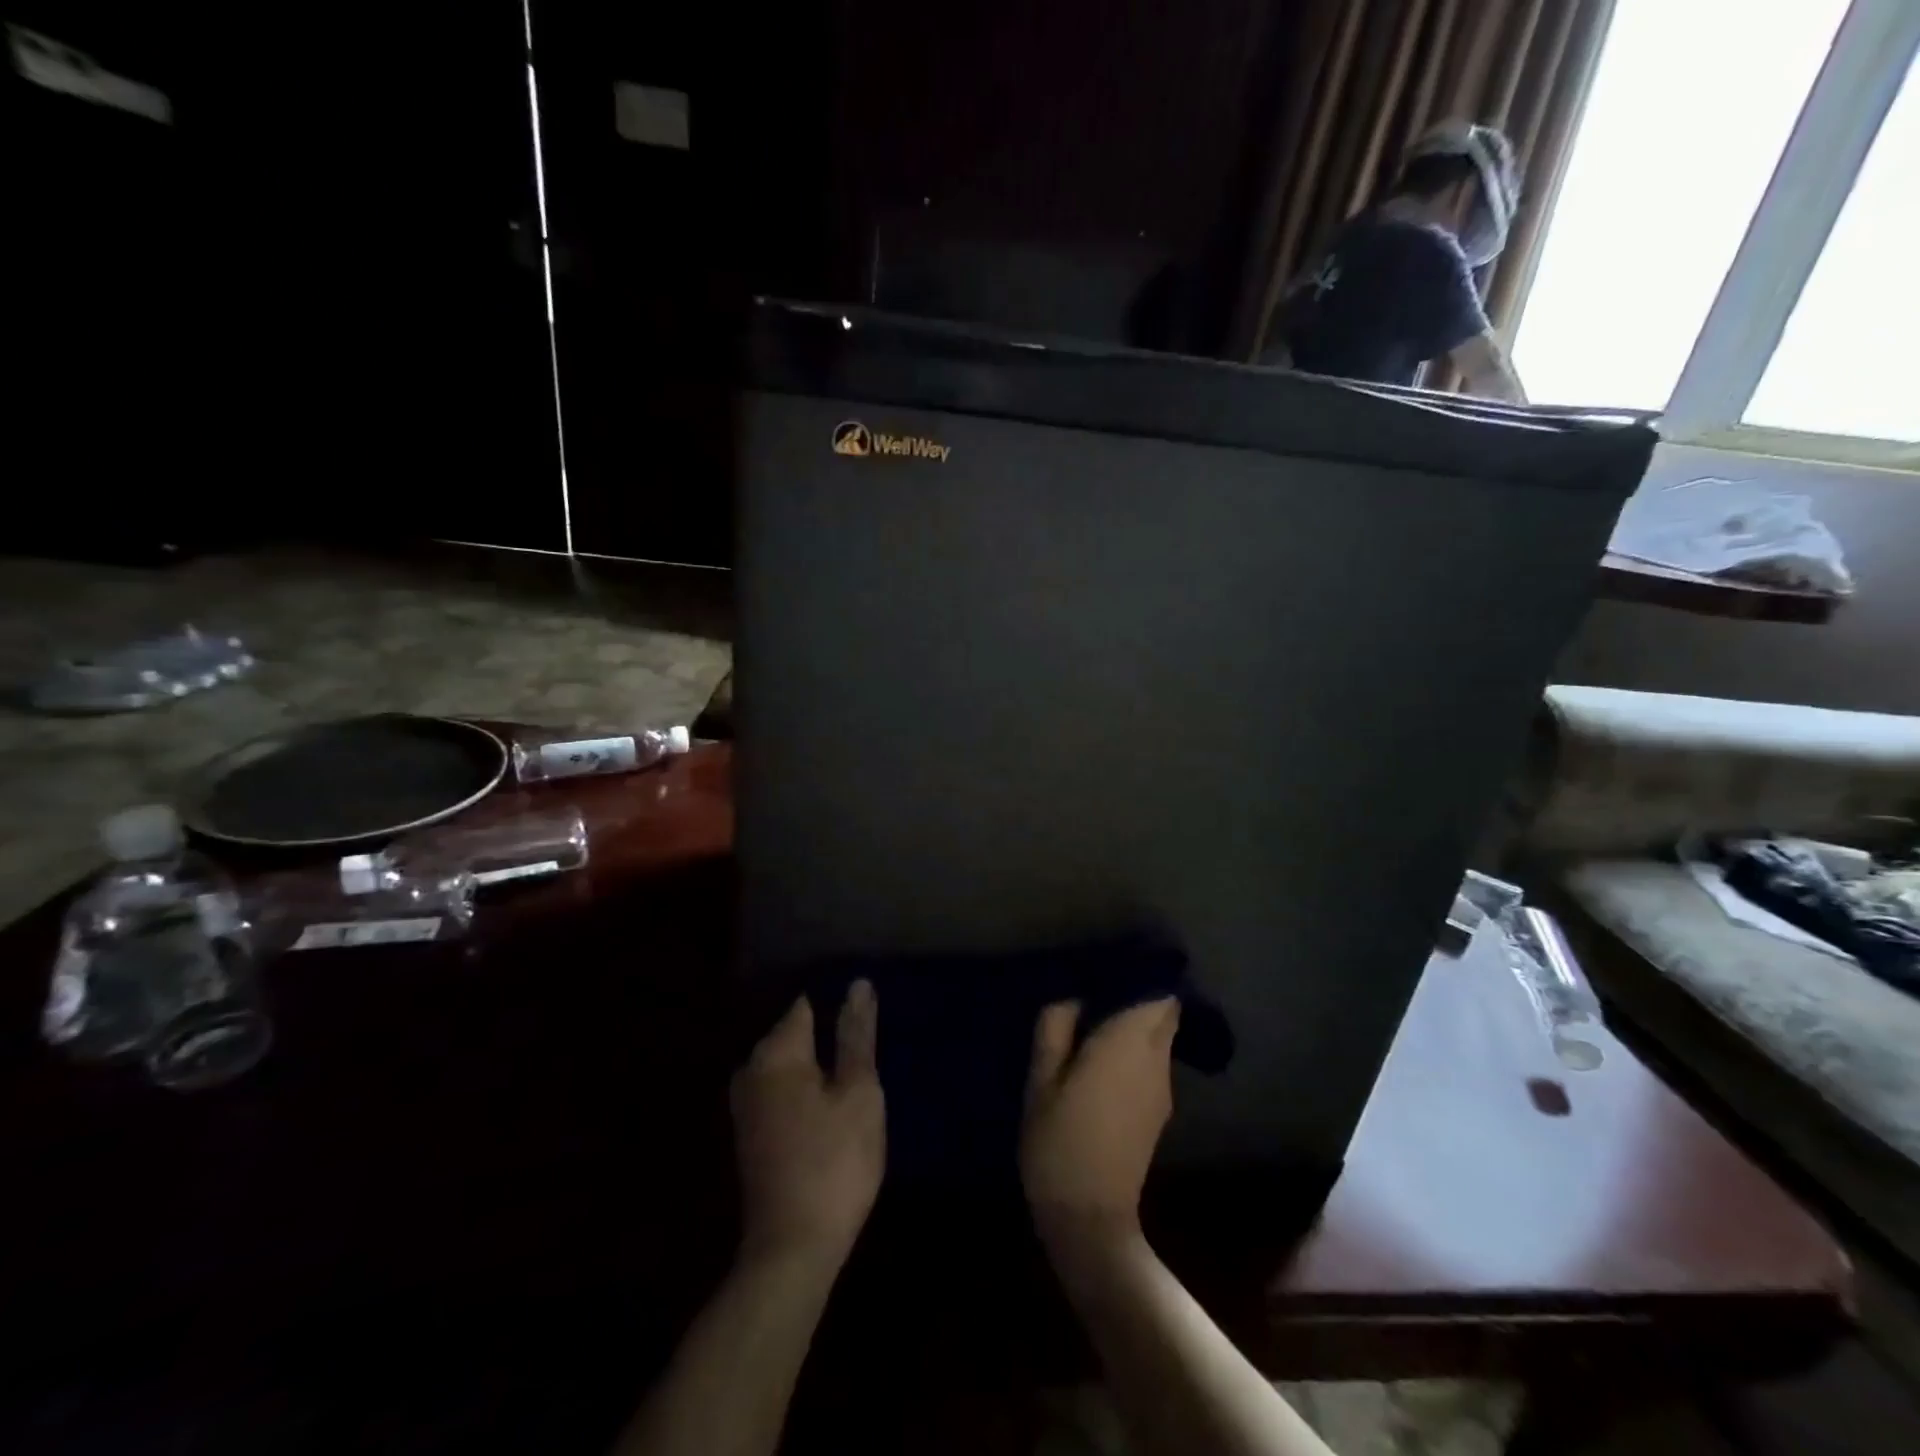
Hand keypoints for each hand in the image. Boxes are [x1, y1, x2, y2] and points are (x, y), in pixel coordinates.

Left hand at [731, 981, 884, 1266]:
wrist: (791, 1252)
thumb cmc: (834, 1163)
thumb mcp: (859, 1093)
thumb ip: (856, 1036)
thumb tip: (858, 984)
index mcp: (775, 1052)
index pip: (808, 1004)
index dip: (840, 1008)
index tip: (867, 1023)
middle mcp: (751, 1069)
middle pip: (798, 1035)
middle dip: (830, 1038)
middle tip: (869, 1059)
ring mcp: (746, 1103)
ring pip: (792, 1065)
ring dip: (821, 1069)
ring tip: (858, 1082)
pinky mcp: (751, 1133)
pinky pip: (783, 1091)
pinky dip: (807, 1093)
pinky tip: (833, 1110)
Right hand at [1021, 997, 1178, 1246]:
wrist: (1091, 1219)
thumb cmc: (1060, 1142)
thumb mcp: (1041, 1081)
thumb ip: (1055, 1029)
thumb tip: (1072, 997)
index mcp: (1128, 1044)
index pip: (1158, 993)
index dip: (1142, 973)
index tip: (1113, 964)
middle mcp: (1155, 1060)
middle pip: (1163, 1012)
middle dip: (1138, 995)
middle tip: (1097, 990)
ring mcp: (1162, 1088)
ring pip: (1158, 1037)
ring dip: (1134, 1023)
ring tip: (1093, 1021)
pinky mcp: (1158, 1110)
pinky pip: (1151, 1061)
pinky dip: (1134, 1048)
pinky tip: (1101, 1058)